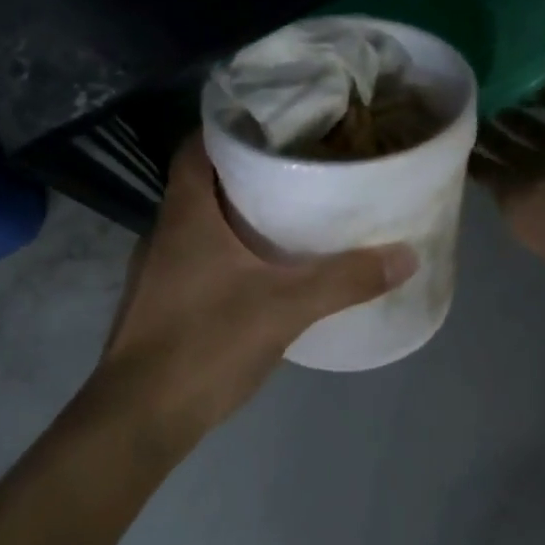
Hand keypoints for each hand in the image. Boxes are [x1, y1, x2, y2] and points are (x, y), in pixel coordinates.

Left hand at [97, 135, 417, 435]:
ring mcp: (158, 271)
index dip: (232, 128)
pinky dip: (231, 254)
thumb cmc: (205, 344)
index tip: (278, 125)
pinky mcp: (161, 305)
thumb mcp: (285, 308)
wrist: (138, 419)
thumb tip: (406, 255)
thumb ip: (345, 280)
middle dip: (249, 173)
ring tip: (292, 217)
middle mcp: (164, 233)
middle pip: (205, 184)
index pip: (197, 146)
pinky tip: (265, 274)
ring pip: (202, 225)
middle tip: (301, 170)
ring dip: (240, 216)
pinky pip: (200, 260)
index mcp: (185, 214)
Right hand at [473, 39, 544, 264]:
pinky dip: (469, 155)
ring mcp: (538, 174)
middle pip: (531, 121)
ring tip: (457, 98)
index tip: (508, 57)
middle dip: (508, 101)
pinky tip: (447, 131)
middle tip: (474, 77)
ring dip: (486, 127)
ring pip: (506, 146)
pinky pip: (485, 171)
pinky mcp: (511, 195)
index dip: (540, 77)